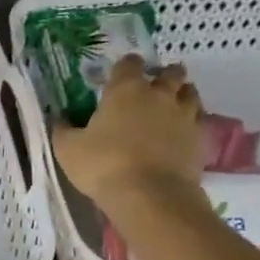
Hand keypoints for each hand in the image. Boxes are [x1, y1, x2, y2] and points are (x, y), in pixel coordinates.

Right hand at [53, 55, 204, 211]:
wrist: (150, 196)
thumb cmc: (103, 166)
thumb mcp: (68, 149)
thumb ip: (63, 130)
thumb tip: (60, 118)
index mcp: (125, 90)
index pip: (129, 63)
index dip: (125, 67)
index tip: (119, 77)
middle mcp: (159, 95)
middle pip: (170, 73)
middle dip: (162, 76)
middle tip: (152, 89)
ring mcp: (184, 115)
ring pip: (190, 93)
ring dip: (181, 95)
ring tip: (171, 107)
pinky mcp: (199, 138)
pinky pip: (199, 121)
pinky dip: (191, 122)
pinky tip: (181, 133)